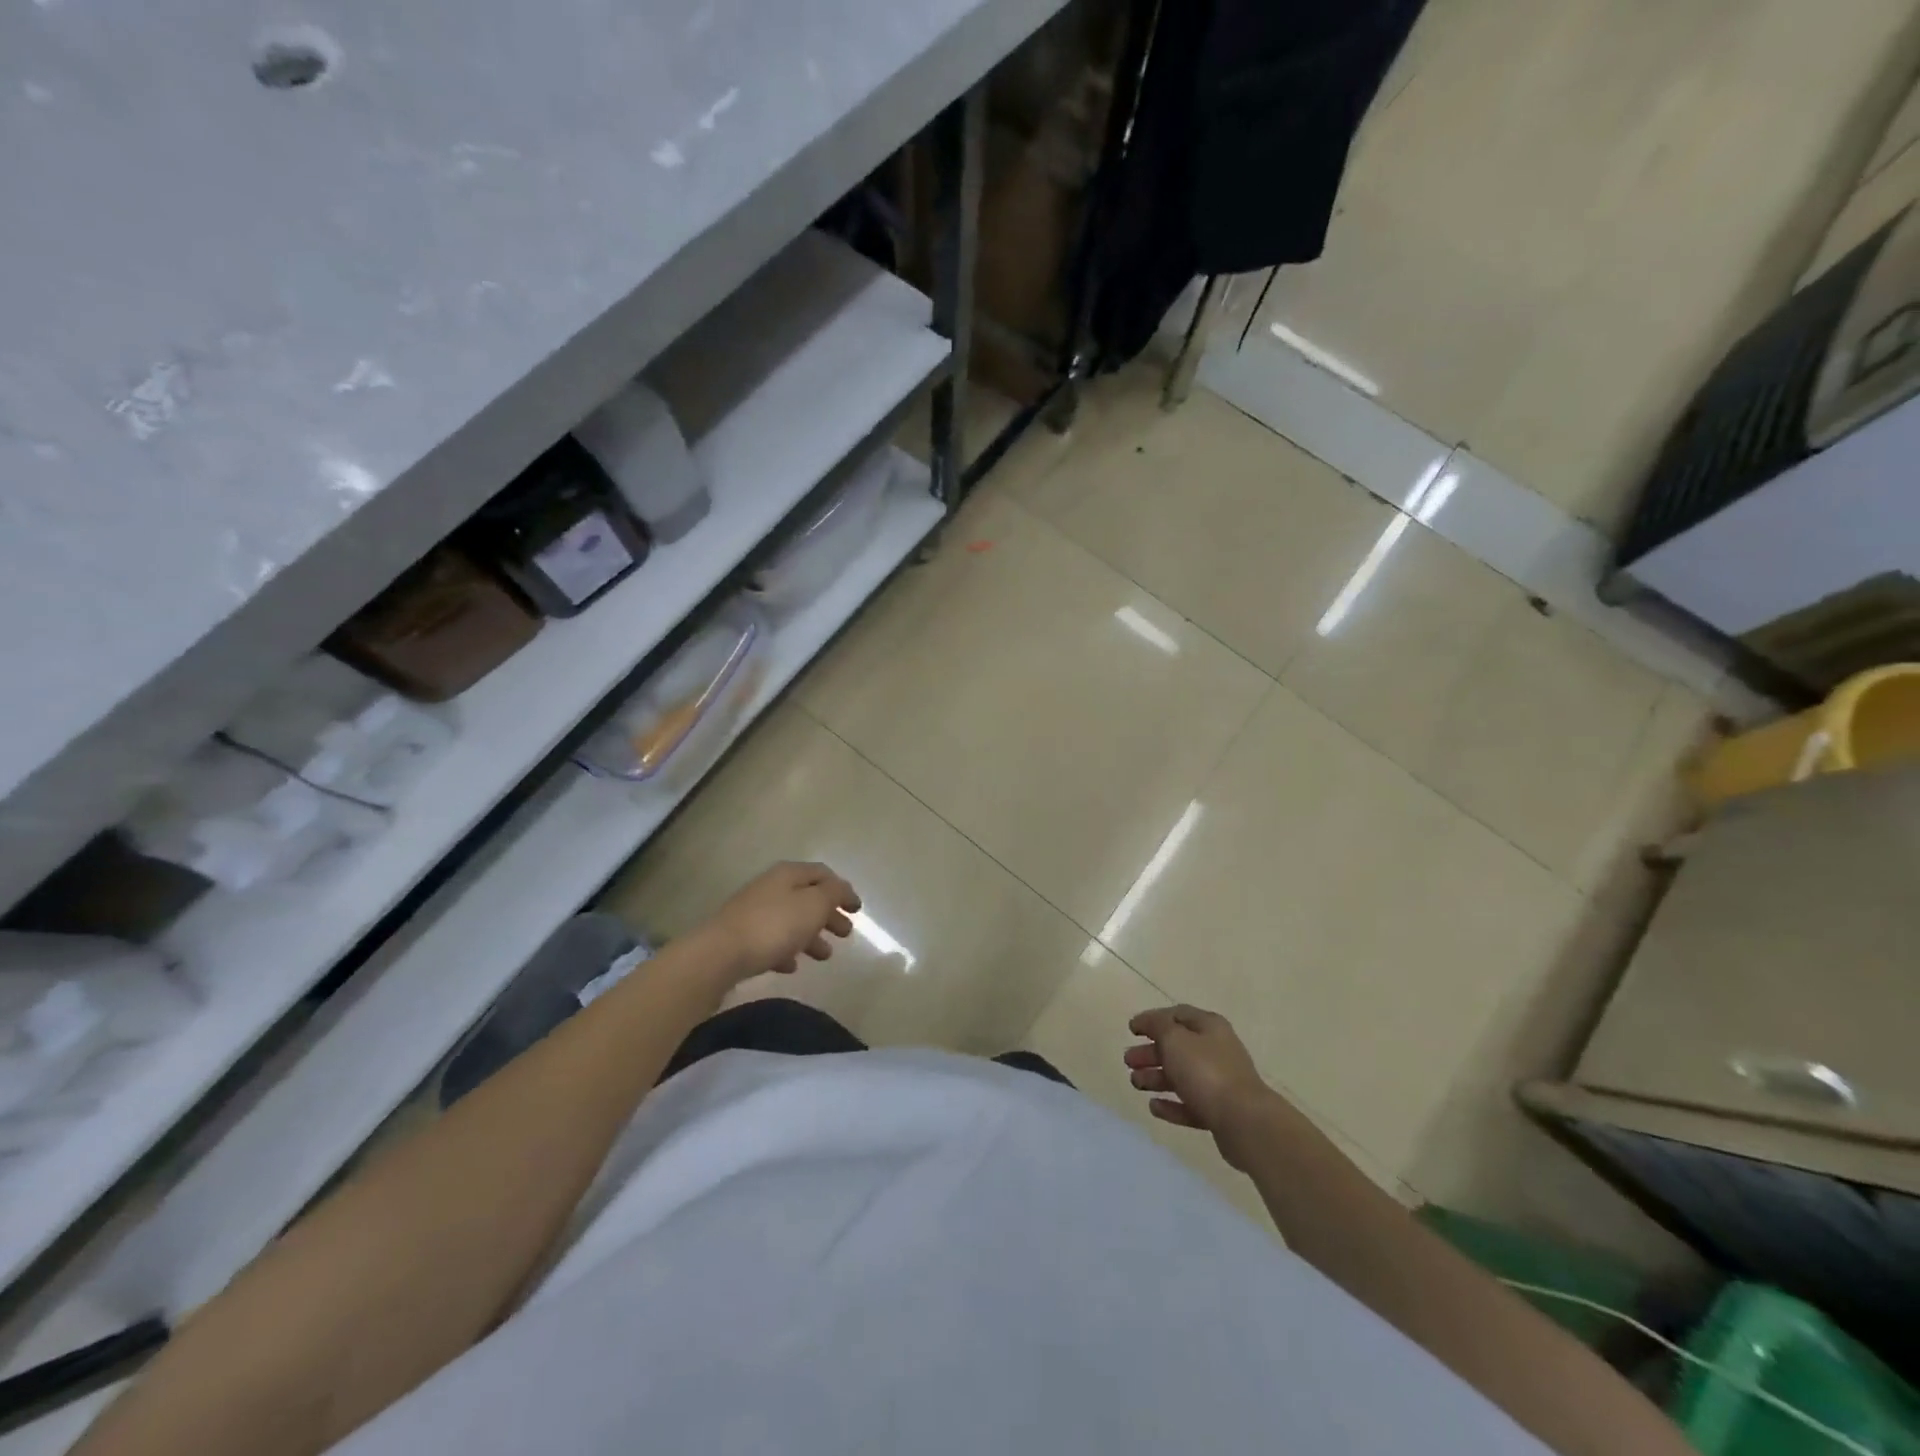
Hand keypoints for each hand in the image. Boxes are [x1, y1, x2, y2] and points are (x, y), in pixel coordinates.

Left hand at [700, 861, 861, 982]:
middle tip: (846, 934)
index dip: (843, 890)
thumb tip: (842, 889)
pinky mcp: (741, 938)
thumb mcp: (813, 905)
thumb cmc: (774, 926)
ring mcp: (753, 913)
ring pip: (790, 921)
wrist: (719, 955)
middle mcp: (770, 887)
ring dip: (811, 936)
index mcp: (788, 874)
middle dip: (829, 915)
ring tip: (824, 956)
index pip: (822, 874)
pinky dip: (787, 950)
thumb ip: (833, 894)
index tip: (857, 910)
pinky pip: (771, 941)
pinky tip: (792, 966)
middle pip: (807, 898)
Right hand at [1125, 1005, 1280, 1169]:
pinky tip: (1154, 1107)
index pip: (1176, 1015)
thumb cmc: (1206, 1072)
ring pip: (1181, 1076)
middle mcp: (1216, 1051)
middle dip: (1150, 1052)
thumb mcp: (1175, 1039)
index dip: (1152, 1019)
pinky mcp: (1219, 1112)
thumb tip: (1147, 1021)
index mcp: (1209, 1027)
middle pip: (1177, 1047)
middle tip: (1128, 1061)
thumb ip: (1157, 1026)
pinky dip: (1171, 1105)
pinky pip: (1190, 1104)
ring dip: (1156, 1078)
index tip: (1131, 1030)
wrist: (1244, 1121)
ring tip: (1135, 1084)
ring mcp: (1219, 1083)